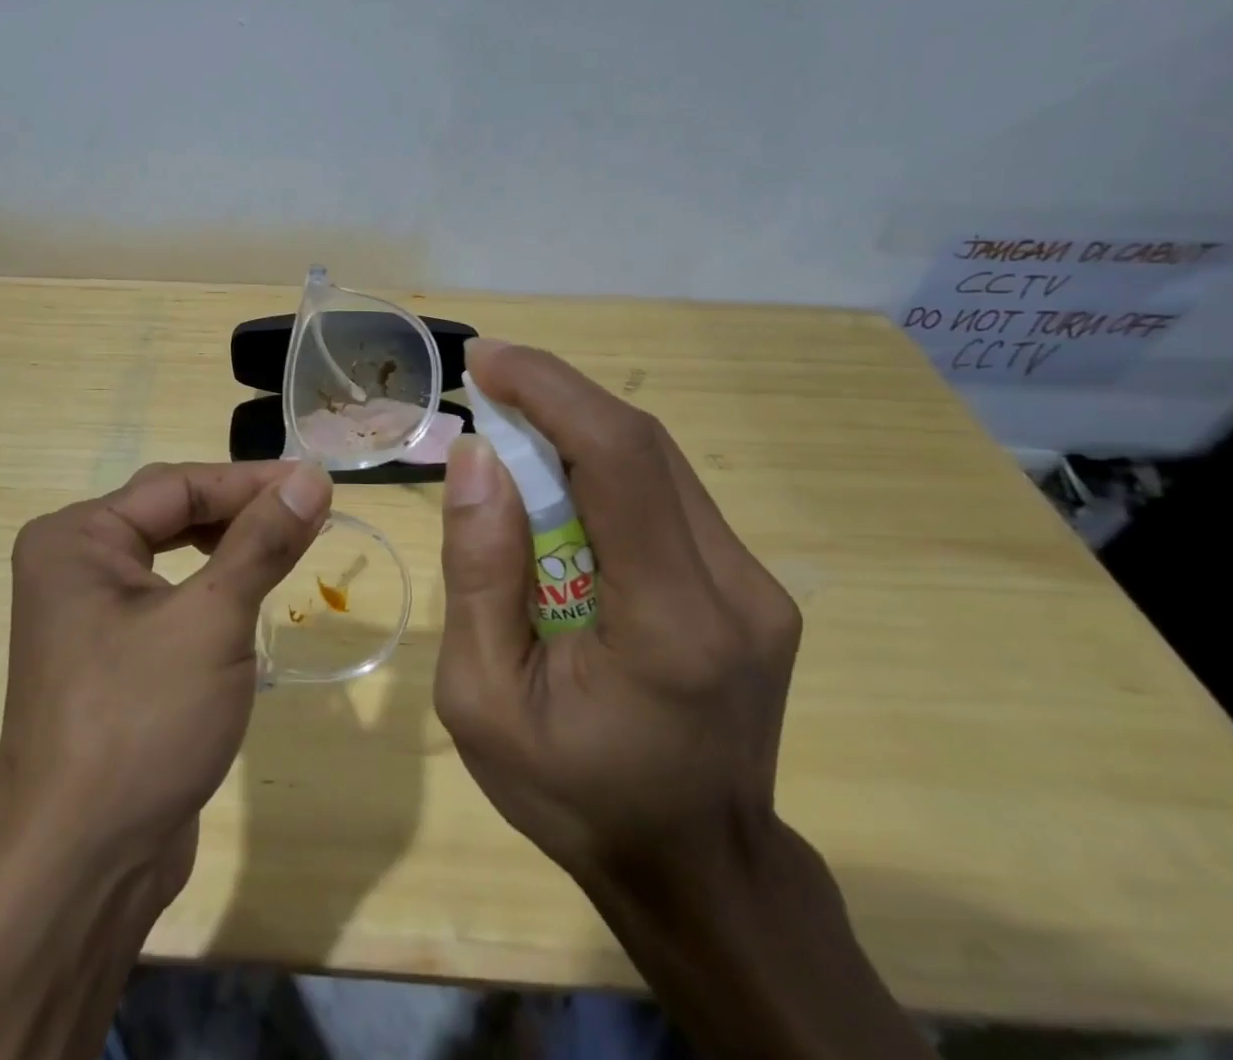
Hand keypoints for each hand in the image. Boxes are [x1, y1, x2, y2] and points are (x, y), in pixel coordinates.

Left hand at [0, 459, 332, 891]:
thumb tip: (311, 477)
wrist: (80, 868)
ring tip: (289, 541)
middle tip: (309, 511)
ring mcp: (86, 611)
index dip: (252, 481)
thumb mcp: (212, 621)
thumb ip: (261, 542)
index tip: (318, 483)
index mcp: (76, 537)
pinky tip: (249, 590)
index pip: (178, 485)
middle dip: (241, 509)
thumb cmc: (141, 725)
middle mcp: (72, 562)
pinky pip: (168, 595)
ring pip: (171, 553)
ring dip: (230, 545)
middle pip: (171, 511)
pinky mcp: (108, 652)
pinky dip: (212, 585)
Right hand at [435, 339, 801, 891]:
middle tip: (485, 386)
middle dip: (556, 398)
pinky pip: (667, 496)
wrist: (698, 871)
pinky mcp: (751, 588)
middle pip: (643, 446)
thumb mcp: (483, 700)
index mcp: (670, 624)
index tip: (486, 361)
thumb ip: (479, 574)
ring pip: (658, 463)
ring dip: (577, 429)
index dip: (551, 391)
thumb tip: (476, 458)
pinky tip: (557, 487)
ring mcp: (756, 586)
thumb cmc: (575, 797)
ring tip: (510, 430)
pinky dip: (603, 469)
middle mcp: (734, 589)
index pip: (619, 460)